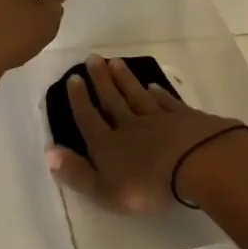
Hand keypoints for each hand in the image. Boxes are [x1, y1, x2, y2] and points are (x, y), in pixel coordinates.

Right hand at [48, 56, 247, 213]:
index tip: (74, 78)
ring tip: (115, 63)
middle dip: (101, 80)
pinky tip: (153, 86)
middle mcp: (130, 126)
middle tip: (93, 58)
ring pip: (138, 95)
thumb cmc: (148, 185)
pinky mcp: (185, 118)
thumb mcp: (106, 190)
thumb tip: (50, 152)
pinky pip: (167, 102)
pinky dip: (158, 93)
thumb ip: (78, 173)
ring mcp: (160, 119)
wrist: (197, 163)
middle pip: (112, 99)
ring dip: (125, 80)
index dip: (79, 100)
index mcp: (108, 145)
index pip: (89, 118)